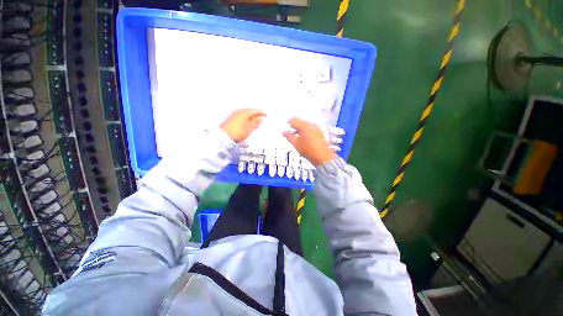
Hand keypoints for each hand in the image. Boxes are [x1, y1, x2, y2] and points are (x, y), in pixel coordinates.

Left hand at [220, 109, 265, 142]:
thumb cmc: (238, 132)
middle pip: (251, 111)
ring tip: (255, 124)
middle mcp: (240, 110)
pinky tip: (247, 124)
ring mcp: (235, 113)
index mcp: (245, 112)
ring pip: (247, 113)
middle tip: (262, 121)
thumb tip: (262, 117)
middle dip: (257, 115)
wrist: (223, 137)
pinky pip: (242, 116)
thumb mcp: (249, 128)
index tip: (267, 117)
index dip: (263, 113)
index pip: (257, 110)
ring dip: (252, 117)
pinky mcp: (232, 118)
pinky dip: (247, 119)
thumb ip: (256, 122)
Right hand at [283, 117, 336, 165]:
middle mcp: (311, 124)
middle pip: (301, 121)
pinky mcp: (320, 132)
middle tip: (291, 132)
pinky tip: (305, 137)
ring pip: (306, 124)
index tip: (286, 125)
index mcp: (304, 126)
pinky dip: (306, 130)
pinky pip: (311, 128)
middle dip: (295, 126)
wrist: (323, 156)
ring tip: (298, 136)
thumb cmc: (307, 150)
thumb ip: (289, 137)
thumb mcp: (296, 144)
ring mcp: (317, 128)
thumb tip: (283, 132)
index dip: (289, 122)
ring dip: (301, 128)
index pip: (294, 120)